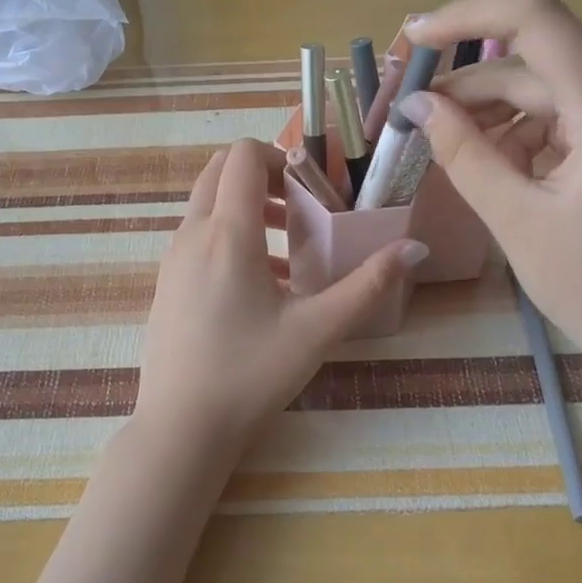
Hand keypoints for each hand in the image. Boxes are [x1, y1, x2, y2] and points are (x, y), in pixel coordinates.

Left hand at [134, 139, 424, 456]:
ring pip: (208, 204)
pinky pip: (199, 236)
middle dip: (263, 176)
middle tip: (303, 207)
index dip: (279, 155)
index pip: (242, 156)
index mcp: (227, 233)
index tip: (312, 185)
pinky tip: (264, 283)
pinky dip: (230, 235)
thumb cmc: (250, 374)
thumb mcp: (317, 330)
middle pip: (220, 171)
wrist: (180, 428)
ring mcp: (173, 258)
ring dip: (248, 207)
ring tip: (292, 246)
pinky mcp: (166, 282)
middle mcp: (192, 234)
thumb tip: (415, 248)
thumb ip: (368, 285)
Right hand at [400, 0, 581, 399]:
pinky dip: (520, 136)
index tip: (415, 38)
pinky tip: (491, 169)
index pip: (537, 19)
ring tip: (446, 153)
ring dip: (490, 116)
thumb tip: (417, 105)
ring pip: (544, 94)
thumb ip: (463, 153)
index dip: (469, 14)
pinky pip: (561, 121)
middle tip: (411, 119)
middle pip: (533, 66)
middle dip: (467, 87)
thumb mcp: (517, 221)